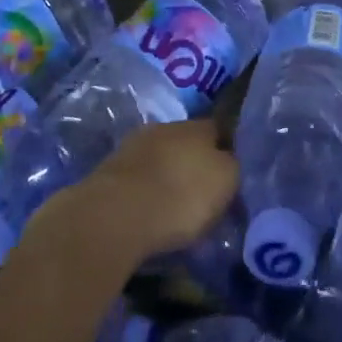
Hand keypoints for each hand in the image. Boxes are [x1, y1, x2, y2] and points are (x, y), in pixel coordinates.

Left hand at [50, 119, 238, 261]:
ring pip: (160, 159)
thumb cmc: (181, 196)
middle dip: (195, 164)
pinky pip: (138, 180)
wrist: (115, 215)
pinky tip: (149, 212)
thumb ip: (232, 167)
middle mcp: (165, 128)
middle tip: (204, 193)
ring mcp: (133, 148)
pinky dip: (145, 193)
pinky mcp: (108, 172)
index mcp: (197, 126)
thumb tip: (229, 161)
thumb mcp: (226, 181)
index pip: (219, 130)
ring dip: (167, 177)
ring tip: (174, 207)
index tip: (233, 174)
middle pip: (187, 143)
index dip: (228, 150)